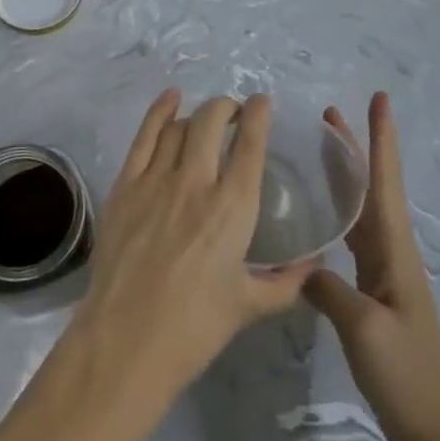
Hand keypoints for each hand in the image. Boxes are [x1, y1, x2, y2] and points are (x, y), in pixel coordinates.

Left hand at [66, 91, 313, 420]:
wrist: (126, 341)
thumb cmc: (194, 328)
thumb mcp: (249, 306)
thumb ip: (286, 282)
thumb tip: (314, 264)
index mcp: (233, 208)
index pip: (250, 144)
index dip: (259, 115)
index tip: (263, 103)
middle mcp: (196, 182)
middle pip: (212, 121)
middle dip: (227, 107)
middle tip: (234, 114)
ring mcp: (156, 179)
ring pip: (180, 125)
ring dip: (197, 114)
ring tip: (206, 119)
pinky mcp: (125, 184)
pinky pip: (145, 135)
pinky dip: (159, 111)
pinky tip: (169, 99)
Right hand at [305, 93, 439, 440]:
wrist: (434, 428)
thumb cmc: (406, 373)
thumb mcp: (363, 328)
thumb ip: (327, 287)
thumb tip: (299, 260)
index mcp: (394, 249)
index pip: (386, 181)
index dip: (382, 139)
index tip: (380, 99)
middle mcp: (391, 250)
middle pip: (372, 185)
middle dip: (356, 147)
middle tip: (329, 113)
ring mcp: (383, 270)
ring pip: (361, 208)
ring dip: (344, 175)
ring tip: (318, 149)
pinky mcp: (371, 290)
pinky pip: (352, 236)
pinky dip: (336, 212)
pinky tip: (316, 213)